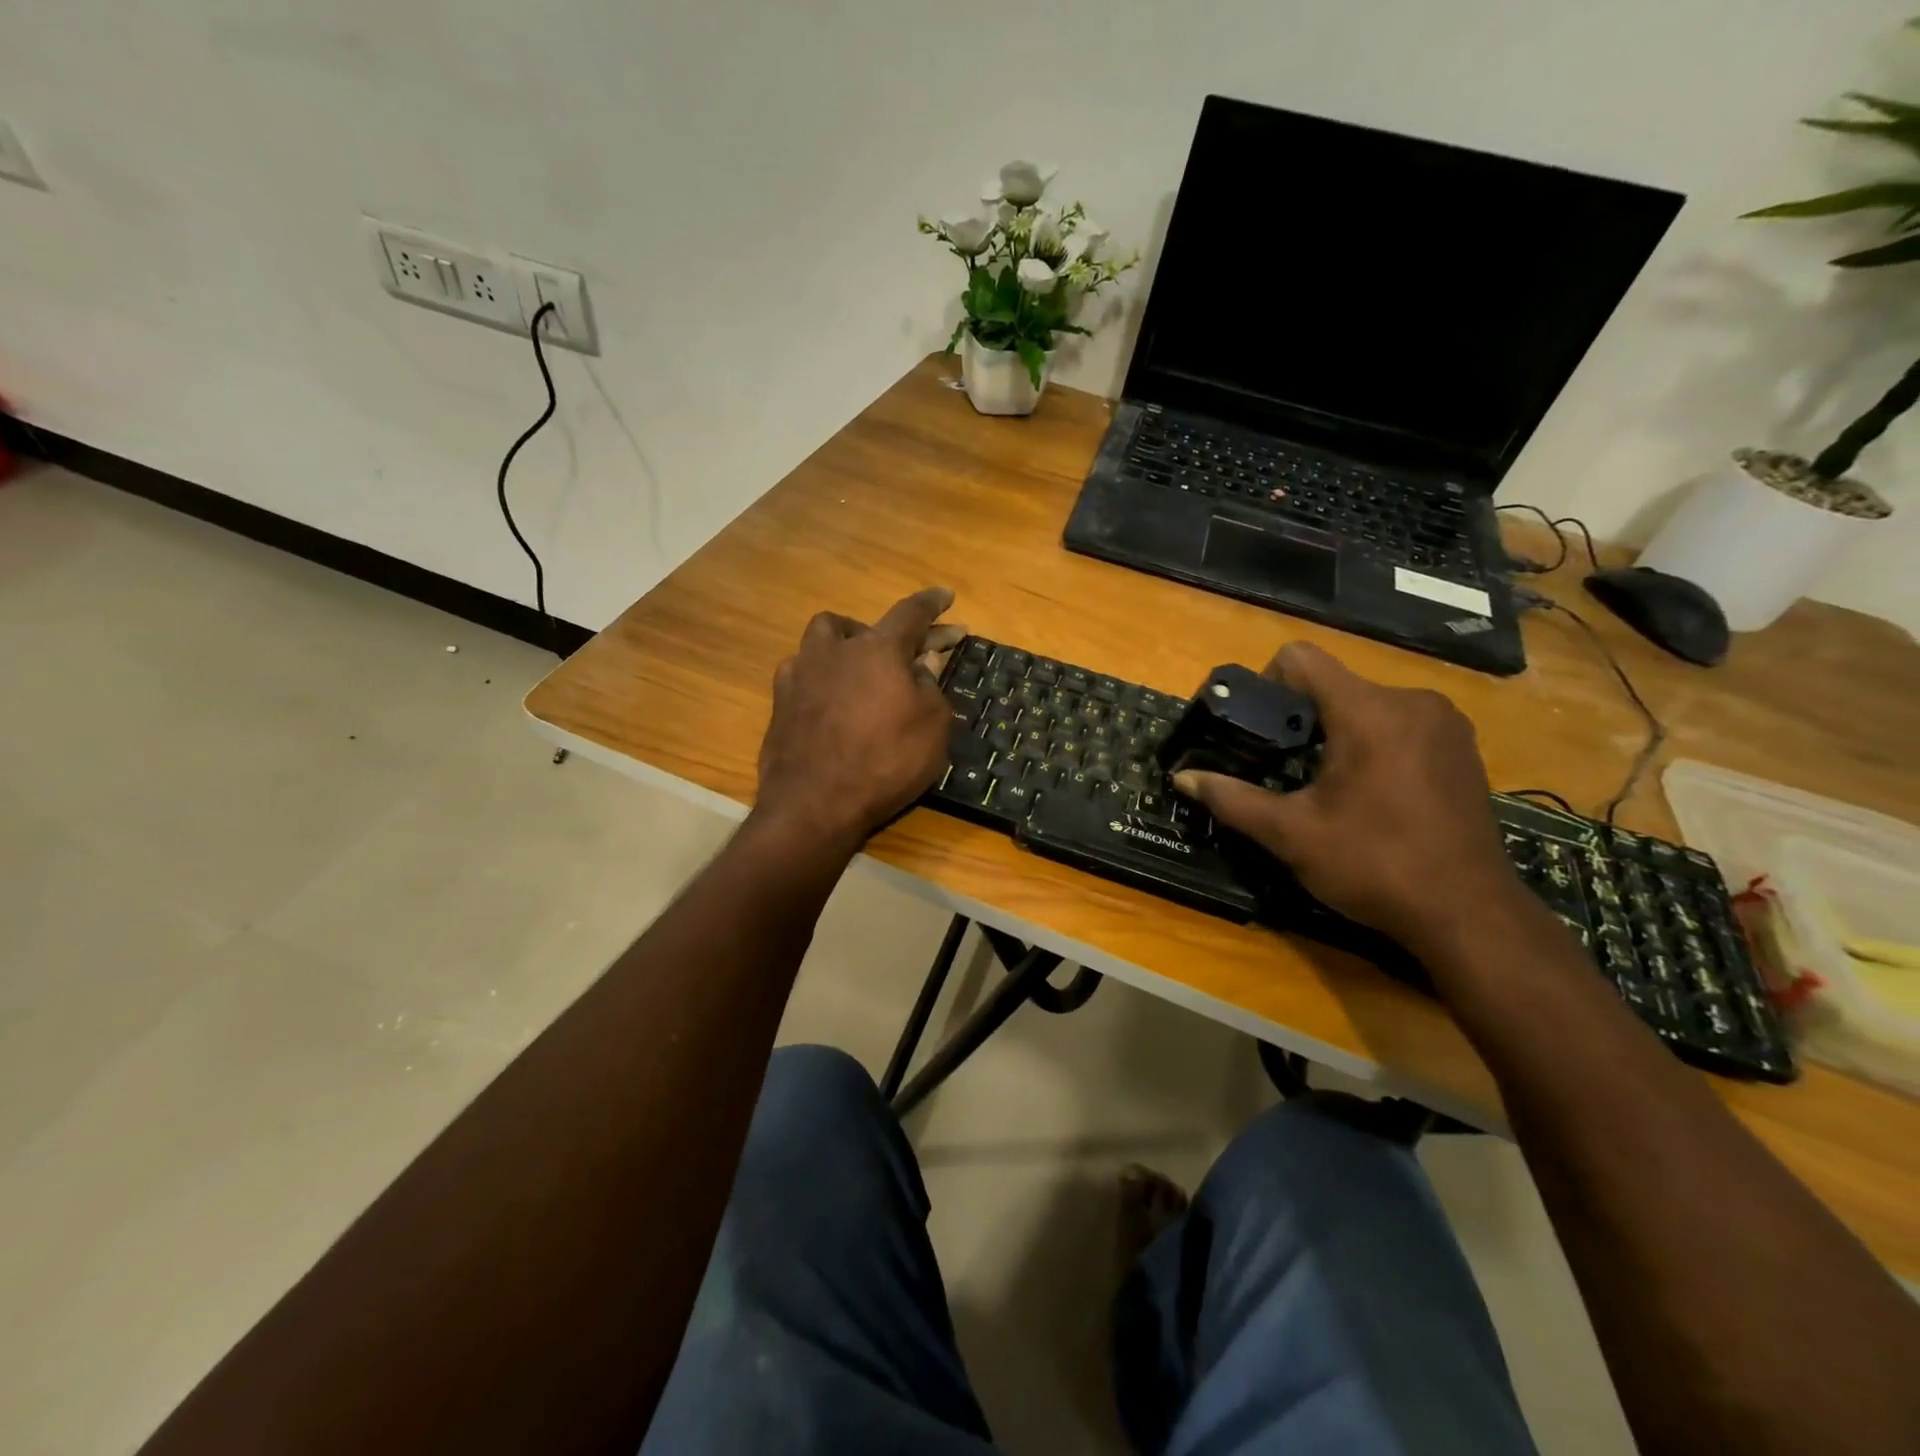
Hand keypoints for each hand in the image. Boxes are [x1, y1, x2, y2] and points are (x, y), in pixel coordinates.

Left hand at [754, 588, 963, 849]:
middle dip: (893, 635)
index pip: (911, 613)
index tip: (946, 596)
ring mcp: (801, 673)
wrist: (814, 804)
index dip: (932, 604)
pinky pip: (803, 671)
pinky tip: (829, 695)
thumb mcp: (932, 727)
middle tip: (910, 654)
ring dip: (846, 643)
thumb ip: (930, 686)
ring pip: (823, 638)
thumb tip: (922, 662)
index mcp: (878, 649)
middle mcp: (835, 649)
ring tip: (862, 665)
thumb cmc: (885, 763)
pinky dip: (822, 674)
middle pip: (865, 625)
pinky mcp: (780, 701)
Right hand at [1172, 642, 1520, 950]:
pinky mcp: (1463, 746)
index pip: (1301, 658)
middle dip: (1301, 717)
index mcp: (1368, 711)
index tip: (1259, 728)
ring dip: (1337, 730)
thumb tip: (1181, 778)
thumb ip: (1232, 799)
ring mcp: (1445, 723)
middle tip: (1283, 766)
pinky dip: (1374, 743)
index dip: (1267, 683)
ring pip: (1367, 704)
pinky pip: (1401, 723)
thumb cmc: (1374, 865)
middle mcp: (1411, 701)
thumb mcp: (1291, 834)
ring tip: (1326, 783)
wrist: (1469, 914)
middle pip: (1334, 684)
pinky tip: (1372, 791)